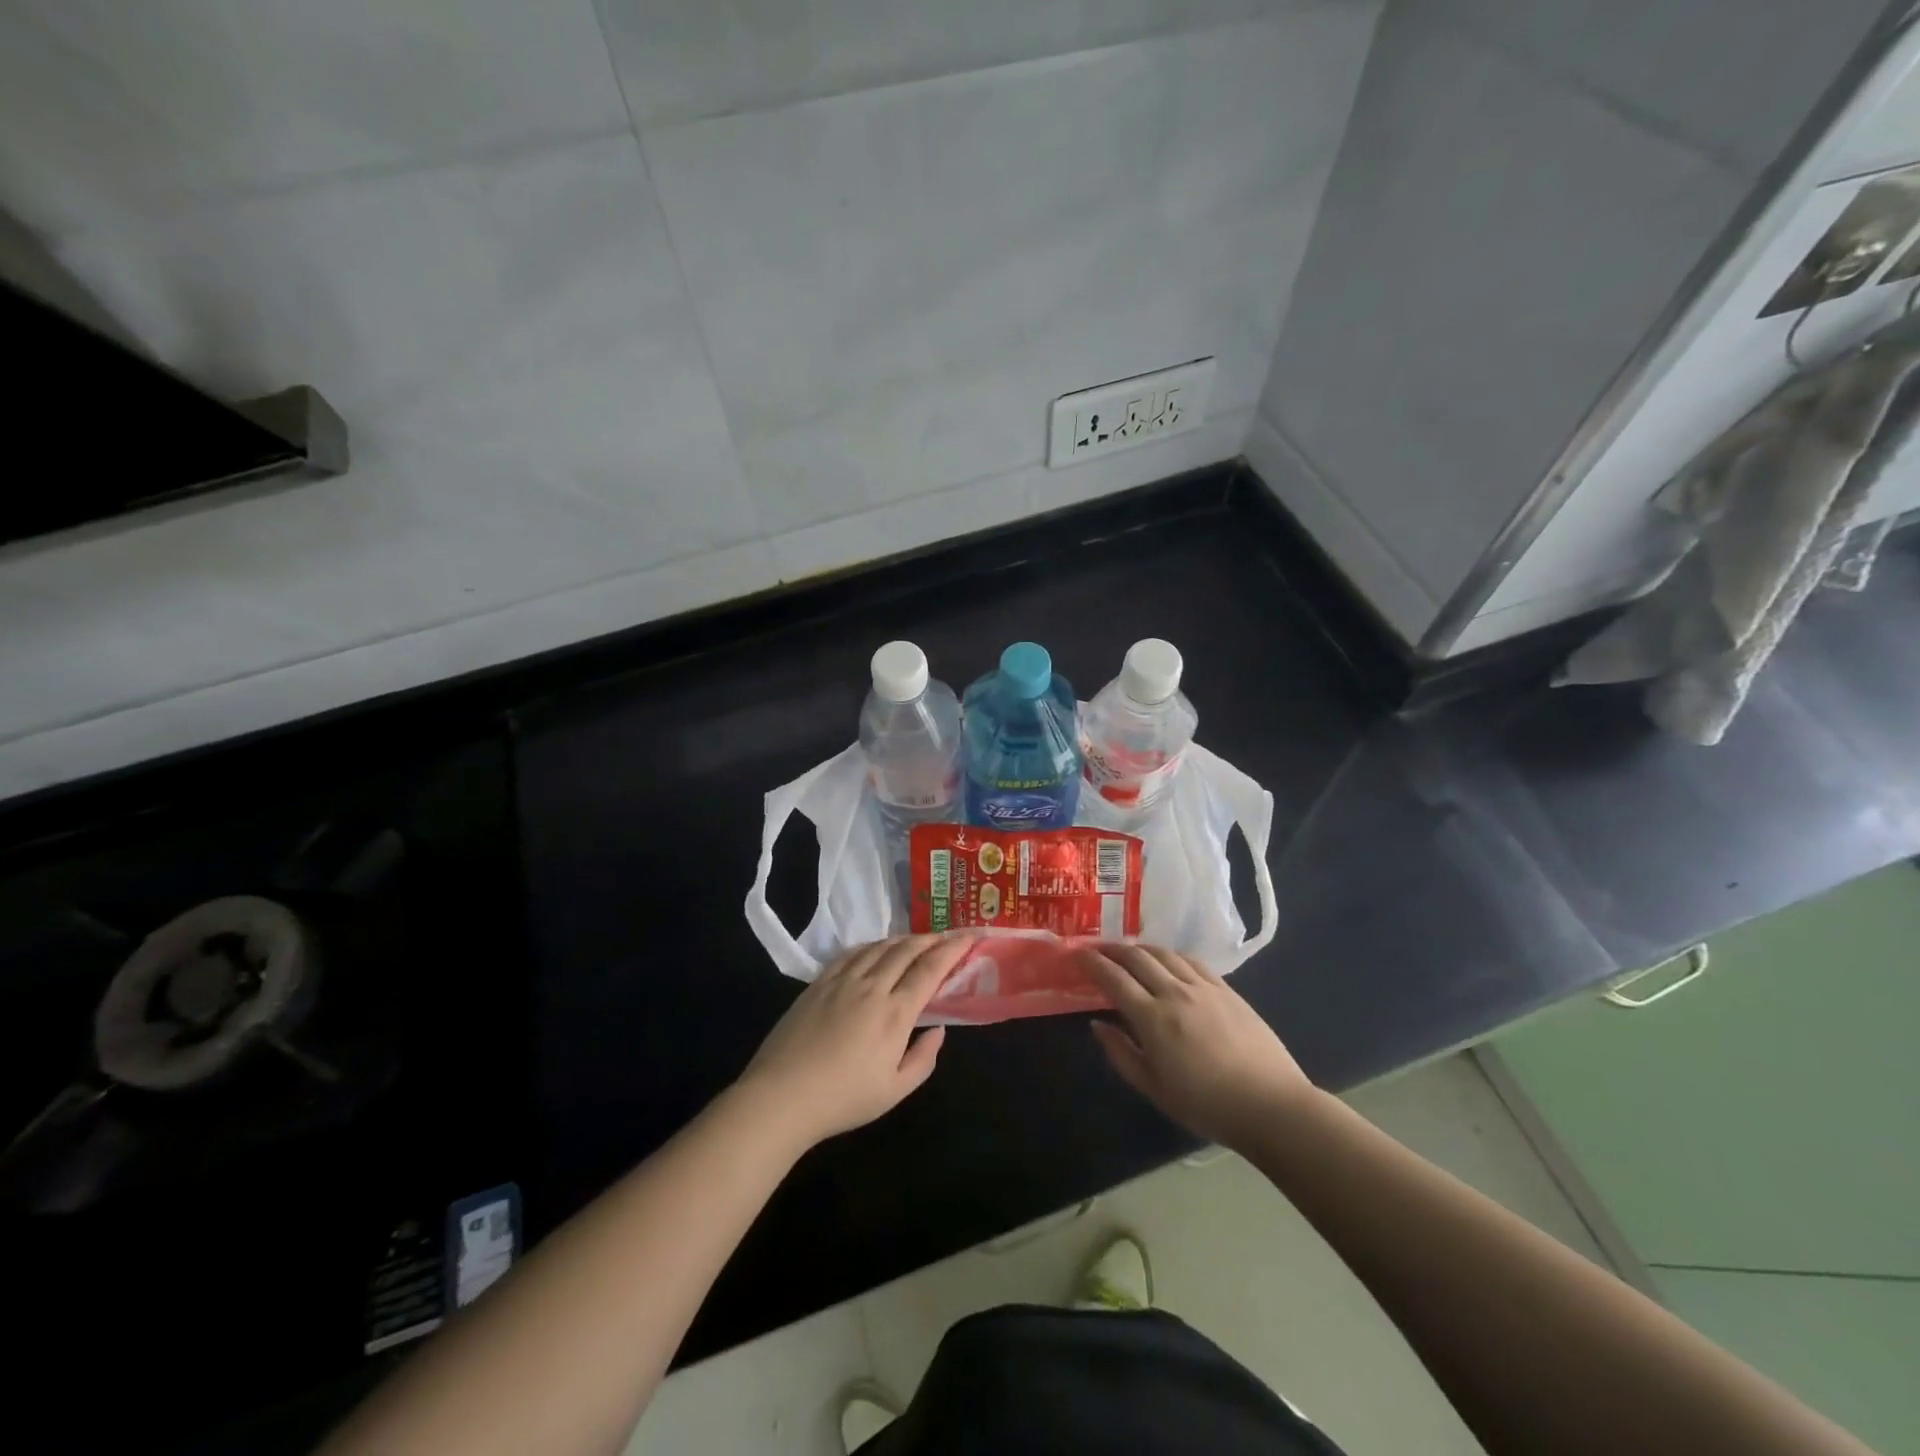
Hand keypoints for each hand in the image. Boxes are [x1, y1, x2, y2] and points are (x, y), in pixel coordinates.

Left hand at [735, 935, 973, 1149]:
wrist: (782, 1096)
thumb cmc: (843, 1100)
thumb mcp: (894, 1091)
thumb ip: (923, 1059)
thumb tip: (938, 1029)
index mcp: (895, 1013)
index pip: (930, 969)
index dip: (952, 949)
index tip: (968, 937)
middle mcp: (872, 986)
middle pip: (906, 950)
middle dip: (931, 939)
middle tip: (947, 936)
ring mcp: (842, 980)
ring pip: (879, 947)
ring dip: (903, 939)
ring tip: (916, 941)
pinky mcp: (818, 982)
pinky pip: (852, 953)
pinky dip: (872, 945)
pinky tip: (876, 949)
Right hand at [1081, 944, 1317, 1149]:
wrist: (1271, 1105)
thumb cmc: (1207, 1106)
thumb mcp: (1154, 1089)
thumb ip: (1121, 1054)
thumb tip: (1097, 1024)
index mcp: (1153, 1019)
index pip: (1114, 978)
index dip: (1092, 963)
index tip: (1077, 955)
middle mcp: (1175, 993)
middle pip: (1136, 957)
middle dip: (1112, 949)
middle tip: (1097, 950)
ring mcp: (1203, 987)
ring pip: (1164, 953)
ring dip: (1140, 948)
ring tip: (1128, 952)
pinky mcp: (1226, 989)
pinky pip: (1191, 961)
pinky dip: (1171, 955)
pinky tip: (1167, 961)